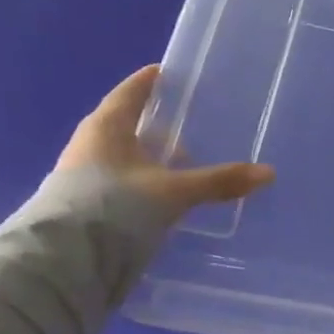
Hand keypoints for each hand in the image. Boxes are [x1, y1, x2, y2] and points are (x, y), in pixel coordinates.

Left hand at [56, 65, 274, 218]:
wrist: (64, 261)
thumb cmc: (116, 207)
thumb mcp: (174, 192)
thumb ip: (219, 181)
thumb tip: (268, 172)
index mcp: (106, 127)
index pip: (130, 92)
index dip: (149, 82)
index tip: (166, 73)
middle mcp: (89, 144)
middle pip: (124, 124)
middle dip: (153, 125)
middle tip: (185, 124)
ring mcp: (81, 176)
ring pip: (121, 157)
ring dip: (147, 158)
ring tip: (179, 165)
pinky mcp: (82, 205)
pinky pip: (118, 182)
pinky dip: (140, 182)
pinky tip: (159, 197)